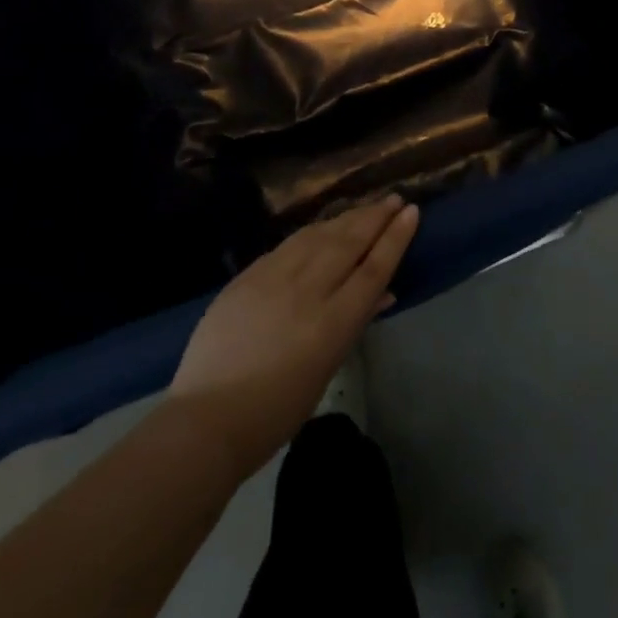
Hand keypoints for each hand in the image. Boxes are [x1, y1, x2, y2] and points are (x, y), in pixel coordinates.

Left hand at [168, 196, 419, 477]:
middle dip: (375, 217)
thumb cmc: (275, 412)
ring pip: (318, 235)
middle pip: (348, 243)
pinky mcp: (248, 276)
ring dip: (345, 218)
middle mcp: (307, 291)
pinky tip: (321, 227)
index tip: (411, 212)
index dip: (395, 238)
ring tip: (364, 208)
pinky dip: (312, 232)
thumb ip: (352, 324)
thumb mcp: (326, 369)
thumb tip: (381, 293)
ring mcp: (273, 278)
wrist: (206, 419)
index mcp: (332, 323)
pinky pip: (288, 245)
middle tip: (394, 199)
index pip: (373, 268)